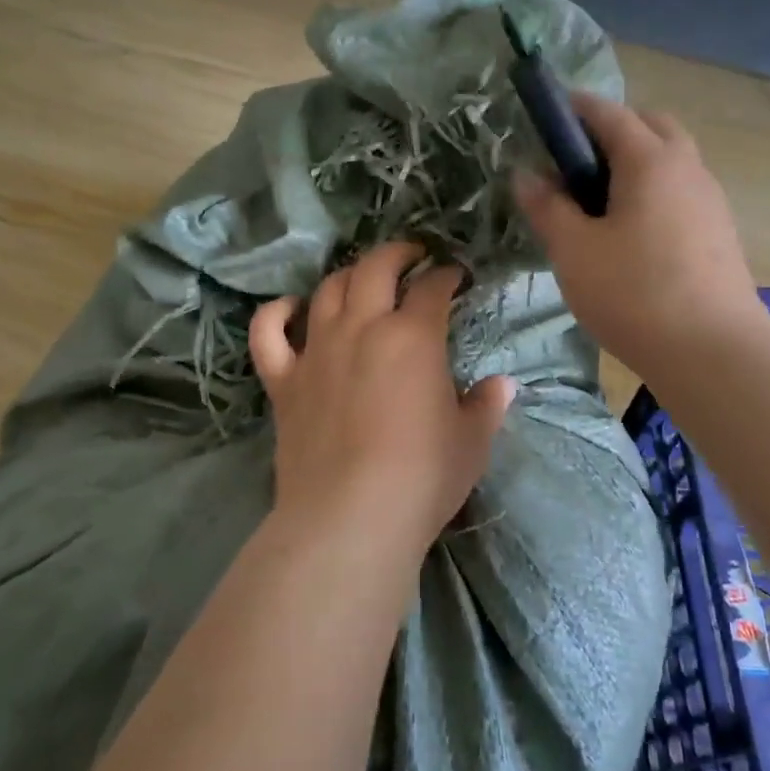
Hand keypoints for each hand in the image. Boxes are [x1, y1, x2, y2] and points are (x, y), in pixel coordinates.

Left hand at [249, 241, 515, 556]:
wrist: (350, 517)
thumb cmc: (422, 477)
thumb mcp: (471, 442)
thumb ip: (486, 407)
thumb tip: (501, 386)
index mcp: (413, 337)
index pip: (433, 289)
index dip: (447, 276)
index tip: (455, 277)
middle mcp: (362, 329)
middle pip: (375, 268)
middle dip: (397, 253)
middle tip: (412, 256)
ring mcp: (316, 351)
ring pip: (326, 290)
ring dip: (348, 275)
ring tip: (362, 278)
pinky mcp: (283, 381)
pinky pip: (268, 333)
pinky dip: (276, 313)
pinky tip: (290, 308)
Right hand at [514, 92, 767, 377]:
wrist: (712, 352)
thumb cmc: (633, 292)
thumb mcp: (574, 250)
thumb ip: (547, 208)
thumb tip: (526, 175)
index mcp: (649, 160)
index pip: (608, 113)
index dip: (575, 109)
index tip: (548, 116)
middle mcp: (687, 167)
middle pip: (650, 126)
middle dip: (613, 130)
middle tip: (576, 163)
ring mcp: (710, 200)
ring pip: (671, 160)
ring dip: (637, 163)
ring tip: (600, 202)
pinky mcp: (719, 232)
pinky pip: (681, 192)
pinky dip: (654, 192)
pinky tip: (632, 234)